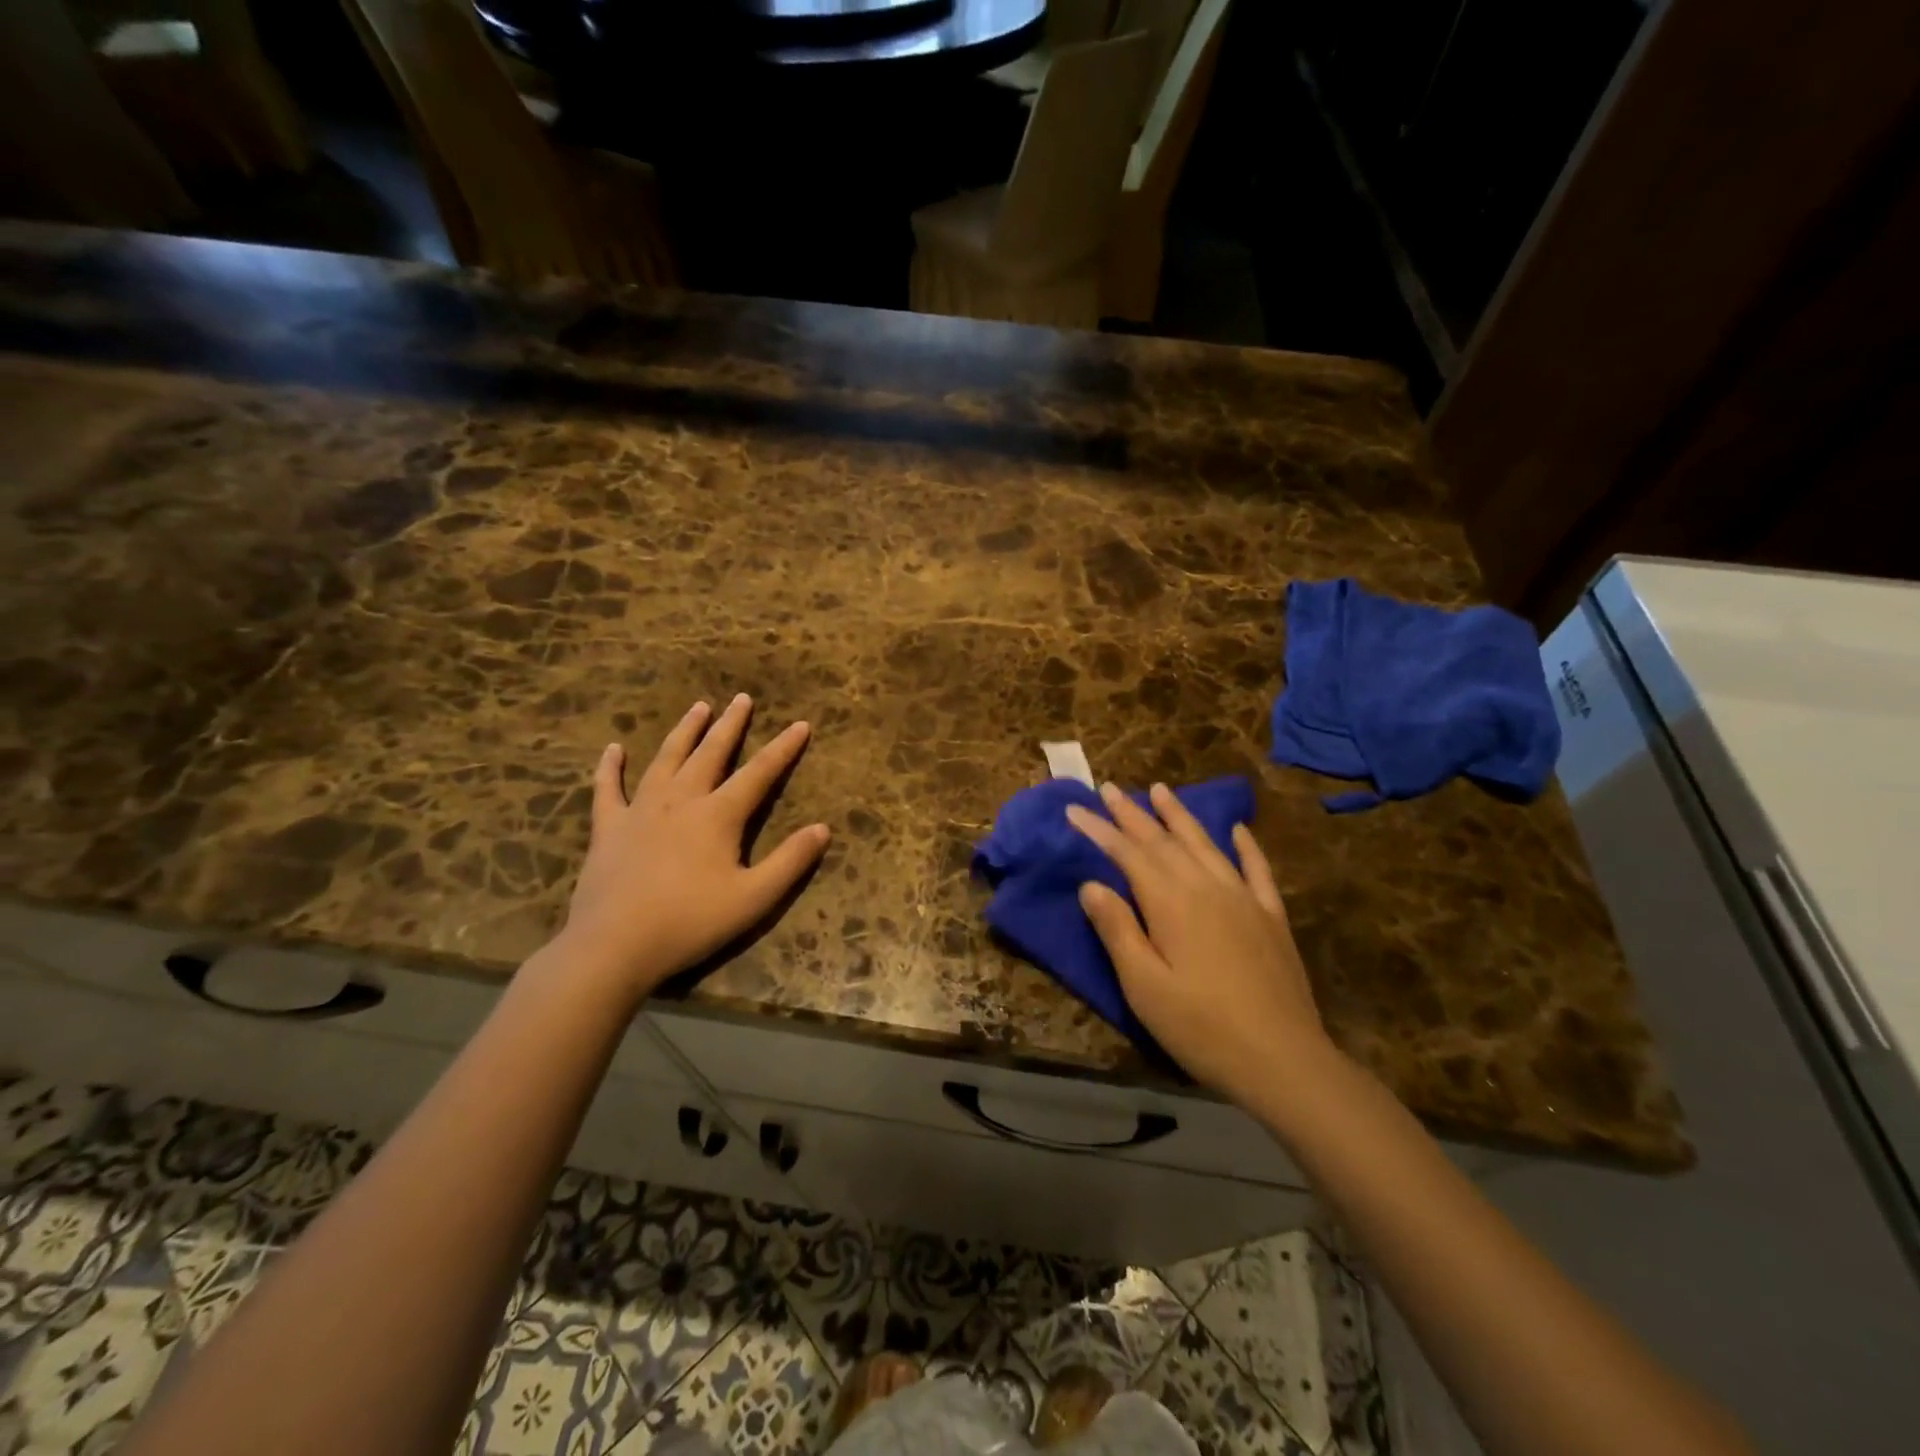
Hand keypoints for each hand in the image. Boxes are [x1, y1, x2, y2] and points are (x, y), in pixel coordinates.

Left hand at [558, 694, 830, 1003]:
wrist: (614, 946)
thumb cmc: (691, 922)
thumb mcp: (754, 898)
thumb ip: (790, 861)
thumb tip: (823, 829)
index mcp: (718, 815)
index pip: (759, 772)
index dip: (783, 748)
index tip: (800, 724)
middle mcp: (681, 800)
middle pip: (711, 753)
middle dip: (730, 725)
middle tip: (741, 698)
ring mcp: (641, 810)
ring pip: (666, 759)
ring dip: (684, 731)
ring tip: (698, 706)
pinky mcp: (608, 828)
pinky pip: (608, 788)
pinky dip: (610, 767)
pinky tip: (613, 749)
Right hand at [1066, 782, 1334, 1105]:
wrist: (1283, 1060)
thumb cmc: (1201, 1027)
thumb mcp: (1144, 986)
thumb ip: (1117, 930)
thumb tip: (1091, 885)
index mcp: (1171, 902)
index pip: (1127, 853)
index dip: (1099, 829)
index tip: (1074, 808)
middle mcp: (1206, 887)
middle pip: (1163, 841)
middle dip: (1132, 813)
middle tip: (1110, 788)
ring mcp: (1244, 898)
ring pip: (1205, 844)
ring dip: (1179, 815)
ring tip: (1160, 789)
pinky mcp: (1271, 917)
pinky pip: (1257, 869)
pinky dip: (1245, 846)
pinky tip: (1237, 830)